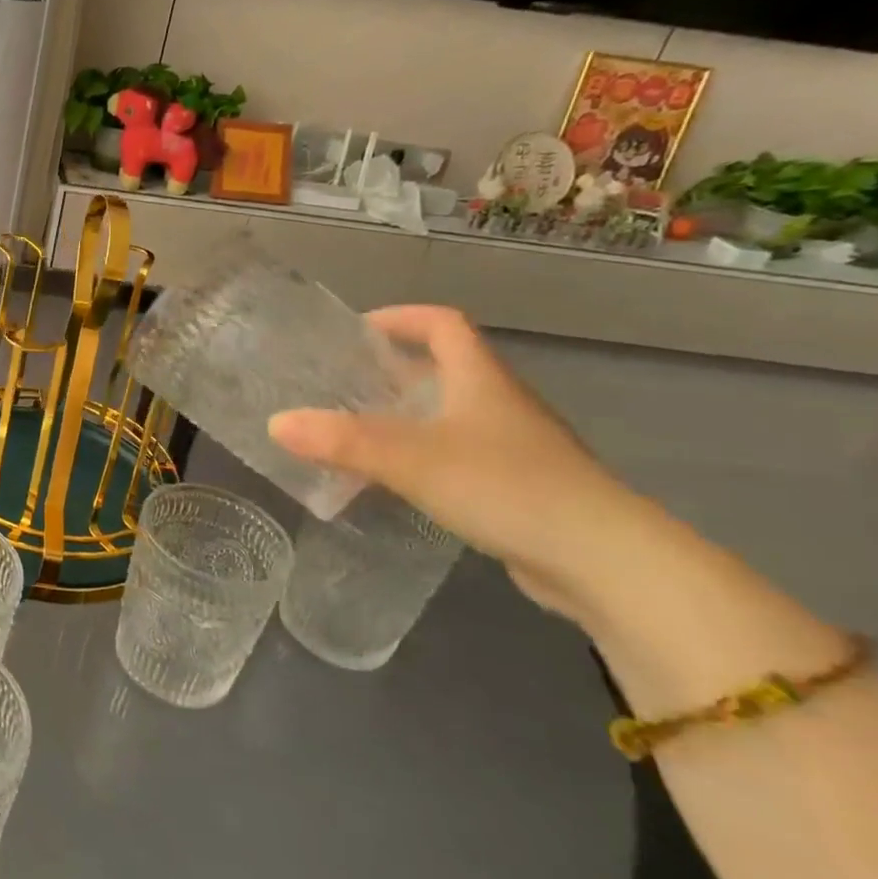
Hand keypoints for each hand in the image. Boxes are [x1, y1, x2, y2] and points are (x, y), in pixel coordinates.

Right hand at [269, 305, 662, 626]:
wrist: (603, 561)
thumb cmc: (505, 486)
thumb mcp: (410, 459)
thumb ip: (342, 440)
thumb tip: (275, 422)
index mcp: (480, 380)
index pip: (443, 324)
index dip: (401, 317)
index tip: (357, 330)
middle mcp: (499, 404)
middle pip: (444, 369)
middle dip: (392, 371)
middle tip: (342, 384)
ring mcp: (514, 448)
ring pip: (449, 417)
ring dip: (404, 418)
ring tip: (355, 434)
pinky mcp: (519, 488)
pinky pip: (458, 458)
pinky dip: (421, 459)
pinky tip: (395, 485)